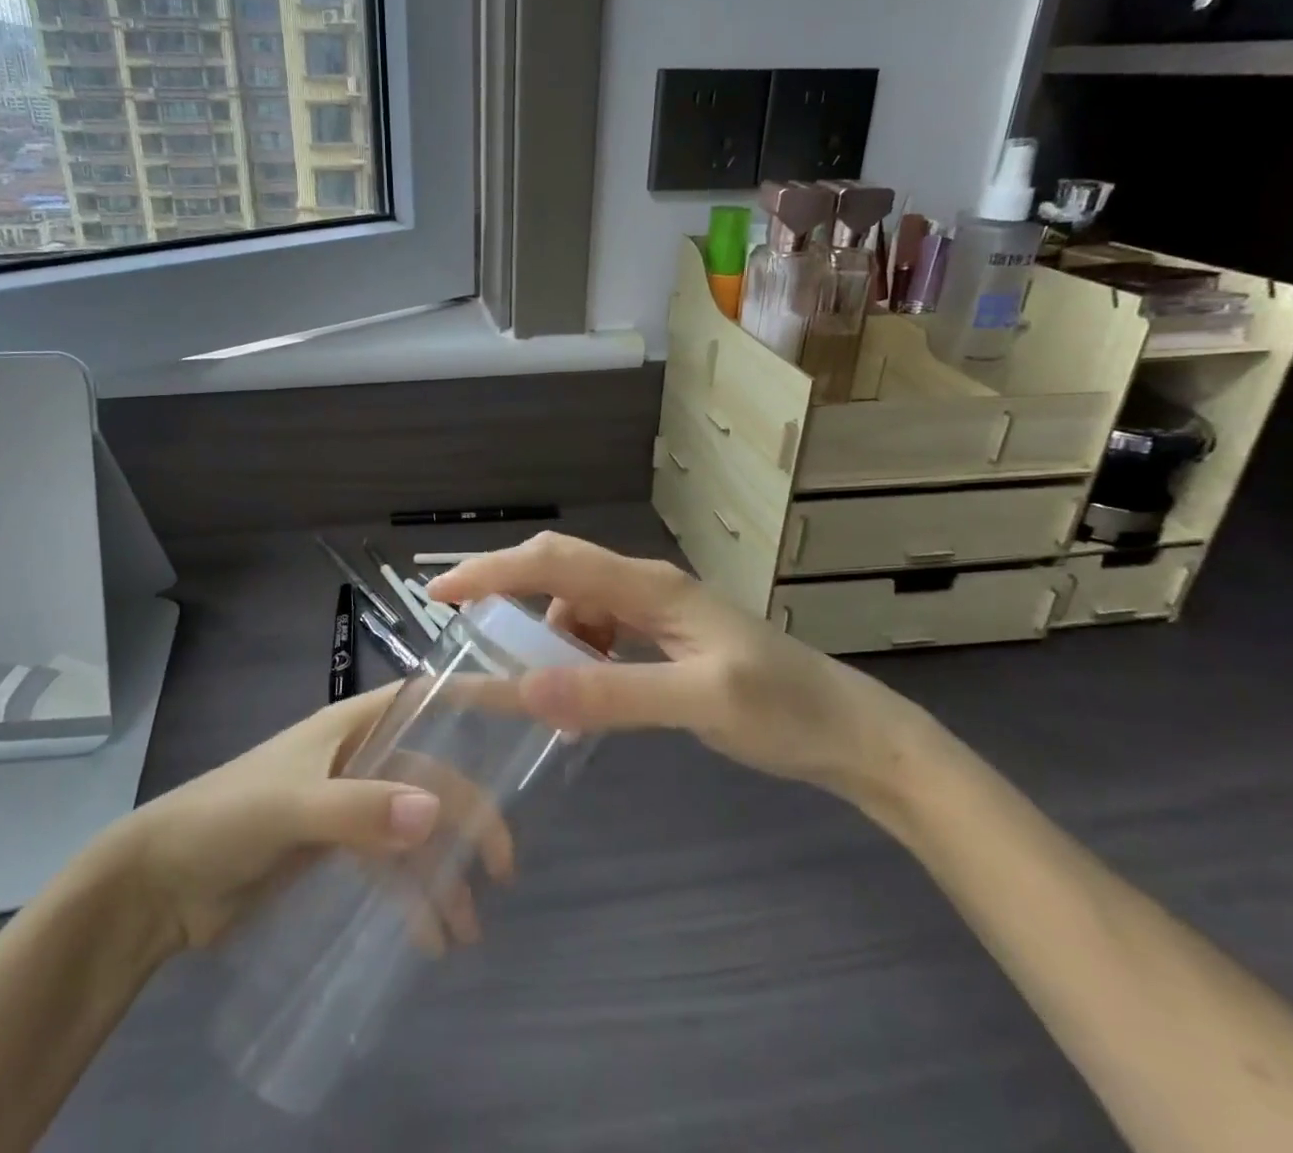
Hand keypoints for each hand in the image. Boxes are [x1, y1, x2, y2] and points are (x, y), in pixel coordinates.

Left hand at [103, 685, 514, 953]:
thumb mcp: (291, 808)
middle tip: (501, 867)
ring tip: (467, 927)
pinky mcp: (336, 851)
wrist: (160, 886)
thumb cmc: (226, 818)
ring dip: (444, 872)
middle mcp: (359, 757)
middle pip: (431, 775)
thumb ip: (359, 810)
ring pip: (415, 828)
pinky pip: (390, 867)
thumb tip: (435, 814)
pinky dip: (413, 897)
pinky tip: (429, 937)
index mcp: (354, 725)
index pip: (427, 699)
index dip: (477, 698)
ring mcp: (349, 805)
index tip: (530, 708)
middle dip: (470, 815)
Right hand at [427, 532, 931, 808]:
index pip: (555, 563)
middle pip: (560, 571)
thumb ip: (613, 692)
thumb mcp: (699, 702)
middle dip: (506, 591)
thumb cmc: (783, 710)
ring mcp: (659, 610)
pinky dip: (578, 656)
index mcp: (651, 587)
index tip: (439, 592)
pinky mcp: (667, 636)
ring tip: (540, 688)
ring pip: (578, 605)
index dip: (492, 571)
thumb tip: (524, 686)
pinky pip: (602, 633)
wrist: (853, 730)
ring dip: (548, 637)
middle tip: (463, 629)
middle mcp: (647, 586)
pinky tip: (584, 695)